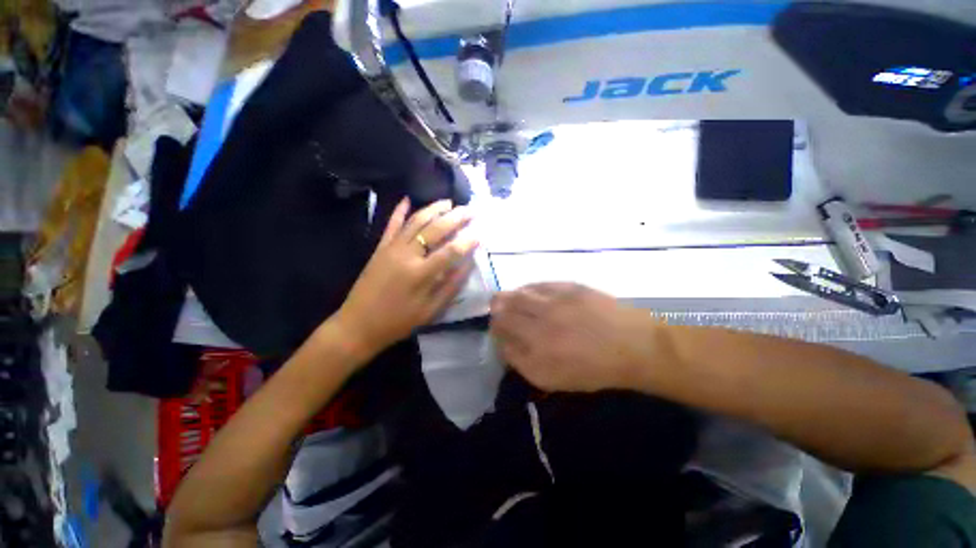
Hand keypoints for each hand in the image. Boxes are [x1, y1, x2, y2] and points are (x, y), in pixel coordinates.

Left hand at [333, 199, 478, 360]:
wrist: (358, 324)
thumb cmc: (398, 321)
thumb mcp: (430, 310)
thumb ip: (451, 286)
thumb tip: (468, 265)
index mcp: (421, 274)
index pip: (450, 251)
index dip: (467, 241)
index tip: (480, 234)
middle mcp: (407, 255)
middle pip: (435, 230)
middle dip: (455, 218)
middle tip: (470, 210)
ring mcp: (391, 248)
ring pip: (415, 221)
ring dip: (433, 209)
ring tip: (448, 202)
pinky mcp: (380, 248)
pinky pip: (391, 225)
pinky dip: (399, 211)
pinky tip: (407, 199)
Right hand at [490, 283, 665, 392]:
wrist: (633, 345)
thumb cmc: (592, 368)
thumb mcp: (551, 378)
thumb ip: (521, 361)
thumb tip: (504, 343)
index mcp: (536, 344)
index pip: (500, 327)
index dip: (494, 326)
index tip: (498, 329)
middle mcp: (540, 318)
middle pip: (504, 305)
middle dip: (497, 308)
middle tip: (499, 311)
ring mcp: (555, 299)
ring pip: (519, 291)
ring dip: (511, 296)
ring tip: (514, 301)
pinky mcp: (569, 286)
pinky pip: (540, 283)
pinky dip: (530, 288)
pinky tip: (532, 293)